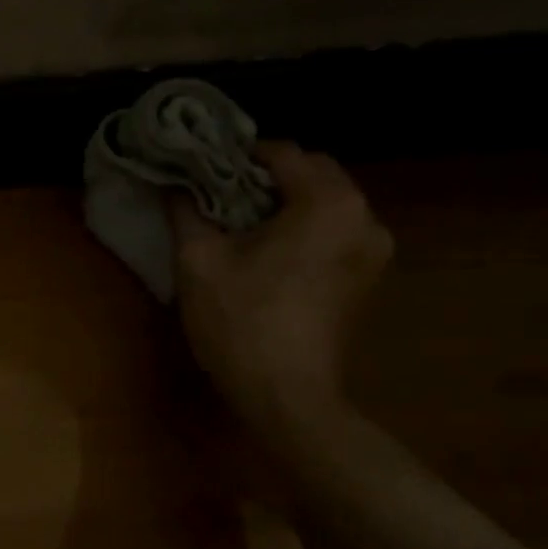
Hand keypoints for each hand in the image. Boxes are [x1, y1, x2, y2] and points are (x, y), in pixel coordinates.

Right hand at [168, 143, 392, 435]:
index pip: (282, 152)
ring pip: (325, 204)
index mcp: (328, 202)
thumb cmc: (240, 322)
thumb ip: (186, 211)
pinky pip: (334, 233)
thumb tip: (173, 185)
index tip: (204, 169)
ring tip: (241, 225)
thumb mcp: (198, 262)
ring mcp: (374, 250)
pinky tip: (269, 254)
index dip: (237, 156)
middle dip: (266, 178)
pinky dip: (303, 230)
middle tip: (219, 197)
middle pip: (312, 174)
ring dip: (286, 204)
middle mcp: (364, 216)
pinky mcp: (368, 278)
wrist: (286, 395)